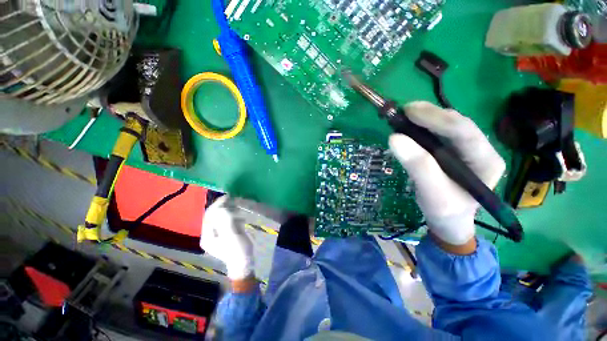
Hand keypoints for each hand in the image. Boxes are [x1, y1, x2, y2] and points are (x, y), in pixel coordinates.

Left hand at [200, 196, 253, 279]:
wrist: (244, 263)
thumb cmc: (237, 250)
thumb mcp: (231, 234)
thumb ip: (225, 220)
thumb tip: (222, 207)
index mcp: (207, 235)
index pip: (209, 215)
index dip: (217, 205)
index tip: (228, 197)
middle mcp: (210, 234)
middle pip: (214, 215)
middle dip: (224, 207)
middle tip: (235, 200)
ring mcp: (218, 234)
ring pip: (221, 217)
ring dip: (230, 211)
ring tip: (239, 209)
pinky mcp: (226, 234)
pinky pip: (227, 221)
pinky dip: (233, 216)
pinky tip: (240, 217)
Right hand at [389, 102, 505, 246]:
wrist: (447, 219)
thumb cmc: (444, 210)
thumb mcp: (432, 193)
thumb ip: (418, 166)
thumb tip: (394, 138)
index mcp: (486, 161)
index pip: (465, 132)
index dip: (438, 119)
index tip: (409, 112)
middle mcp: (480, 149)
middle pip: (457, 124)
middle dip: (431, 114)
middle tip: (404, 111)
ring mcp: (466, 148)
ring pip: (447, 125)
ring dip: (426, 118)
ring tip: (404, 116)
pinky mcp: (452, 149)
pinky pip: (438, 133)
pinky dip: (422, 127)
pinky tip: (410, 126)